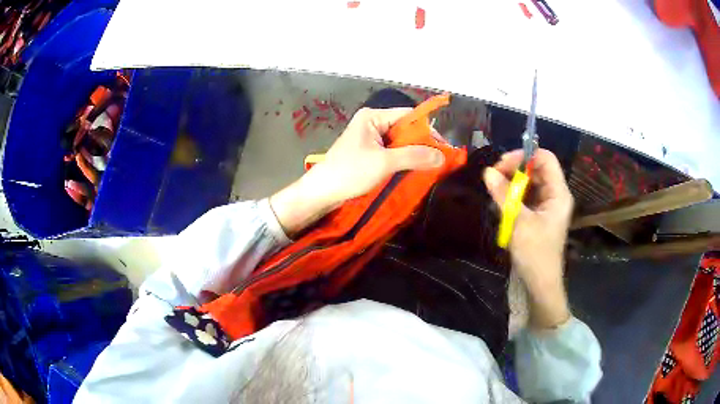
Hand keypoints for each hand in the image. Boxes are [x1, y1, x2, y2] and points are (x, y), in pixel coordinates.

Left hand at [271, 107, 445, 235]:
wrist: (322, 192)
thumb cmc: (350, 172)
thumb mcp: (384, 163)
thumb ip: (414, 157)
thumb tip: (442, 156)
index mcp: (373, 117)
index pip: (408, 116)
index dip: (427, 129)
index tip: (444, 147)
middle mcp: (372, 123)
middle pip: (405, 128)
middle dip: (422, 143)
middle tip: (439, 159)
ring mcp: (370, 139)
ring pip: (400, 142)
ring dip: (414, 153)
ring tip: (431, 166)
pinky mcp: (369, 153)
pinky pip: (392, 152)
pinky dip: (404, 160)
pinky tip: (414, 169)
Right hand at [483, 149, 573, 328]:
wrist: (540, 284)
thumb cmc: (535, 253)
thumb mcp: (518, 222)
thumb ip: (504, 195)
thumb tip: (488, 172)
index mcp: (558, 193)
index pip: (545, 159)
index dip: (525, 156)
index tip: (502, 164)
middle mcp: (554, 195)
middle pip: (536, 169)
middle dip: (515, 169)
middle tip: (493, 177)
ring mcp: (547, 206)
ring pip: (529, 183)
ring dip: (512, 184)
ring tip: (494, 191)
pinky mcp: (538, 216)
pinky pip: (526, 197)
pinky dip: (513, 196)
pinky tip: (500, 203)